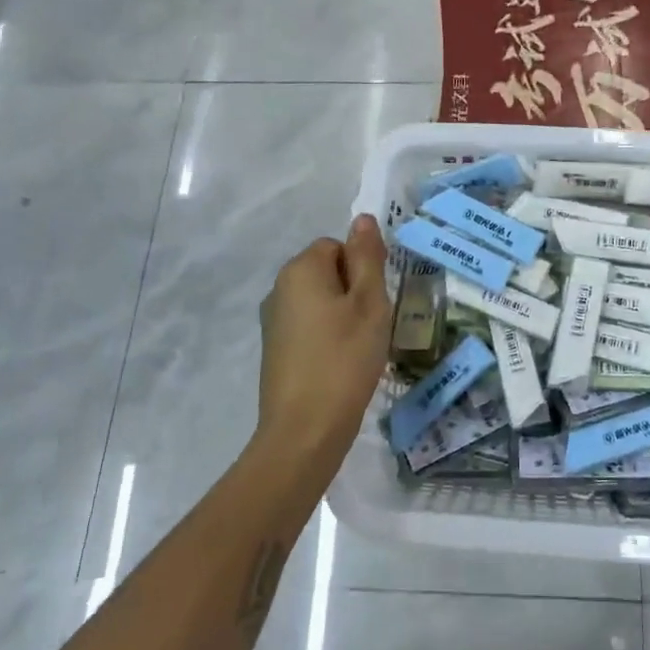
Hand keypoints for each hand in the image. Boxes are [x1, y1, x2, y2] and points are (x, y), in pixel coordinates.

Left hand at [253, 215, 392, 490]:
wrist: (305, 431)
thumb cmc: (345, 359)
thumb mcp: (369, 302)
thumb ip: (367, 257)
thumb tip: (361, 218)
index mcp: (300, 270)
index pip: (337, 246)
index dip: (362, 268)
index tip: (375, 300)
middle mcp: (279, 289)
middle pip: (328, 273)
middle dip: (354, 292)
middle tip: (373, 325)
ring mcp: (274, 322)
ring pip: (321, 302)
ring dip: (344, 317)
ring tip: (361, 348)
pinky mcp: (275, 352)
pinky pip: (310, 328)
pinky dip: (329, 339)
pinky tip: (343, 366)